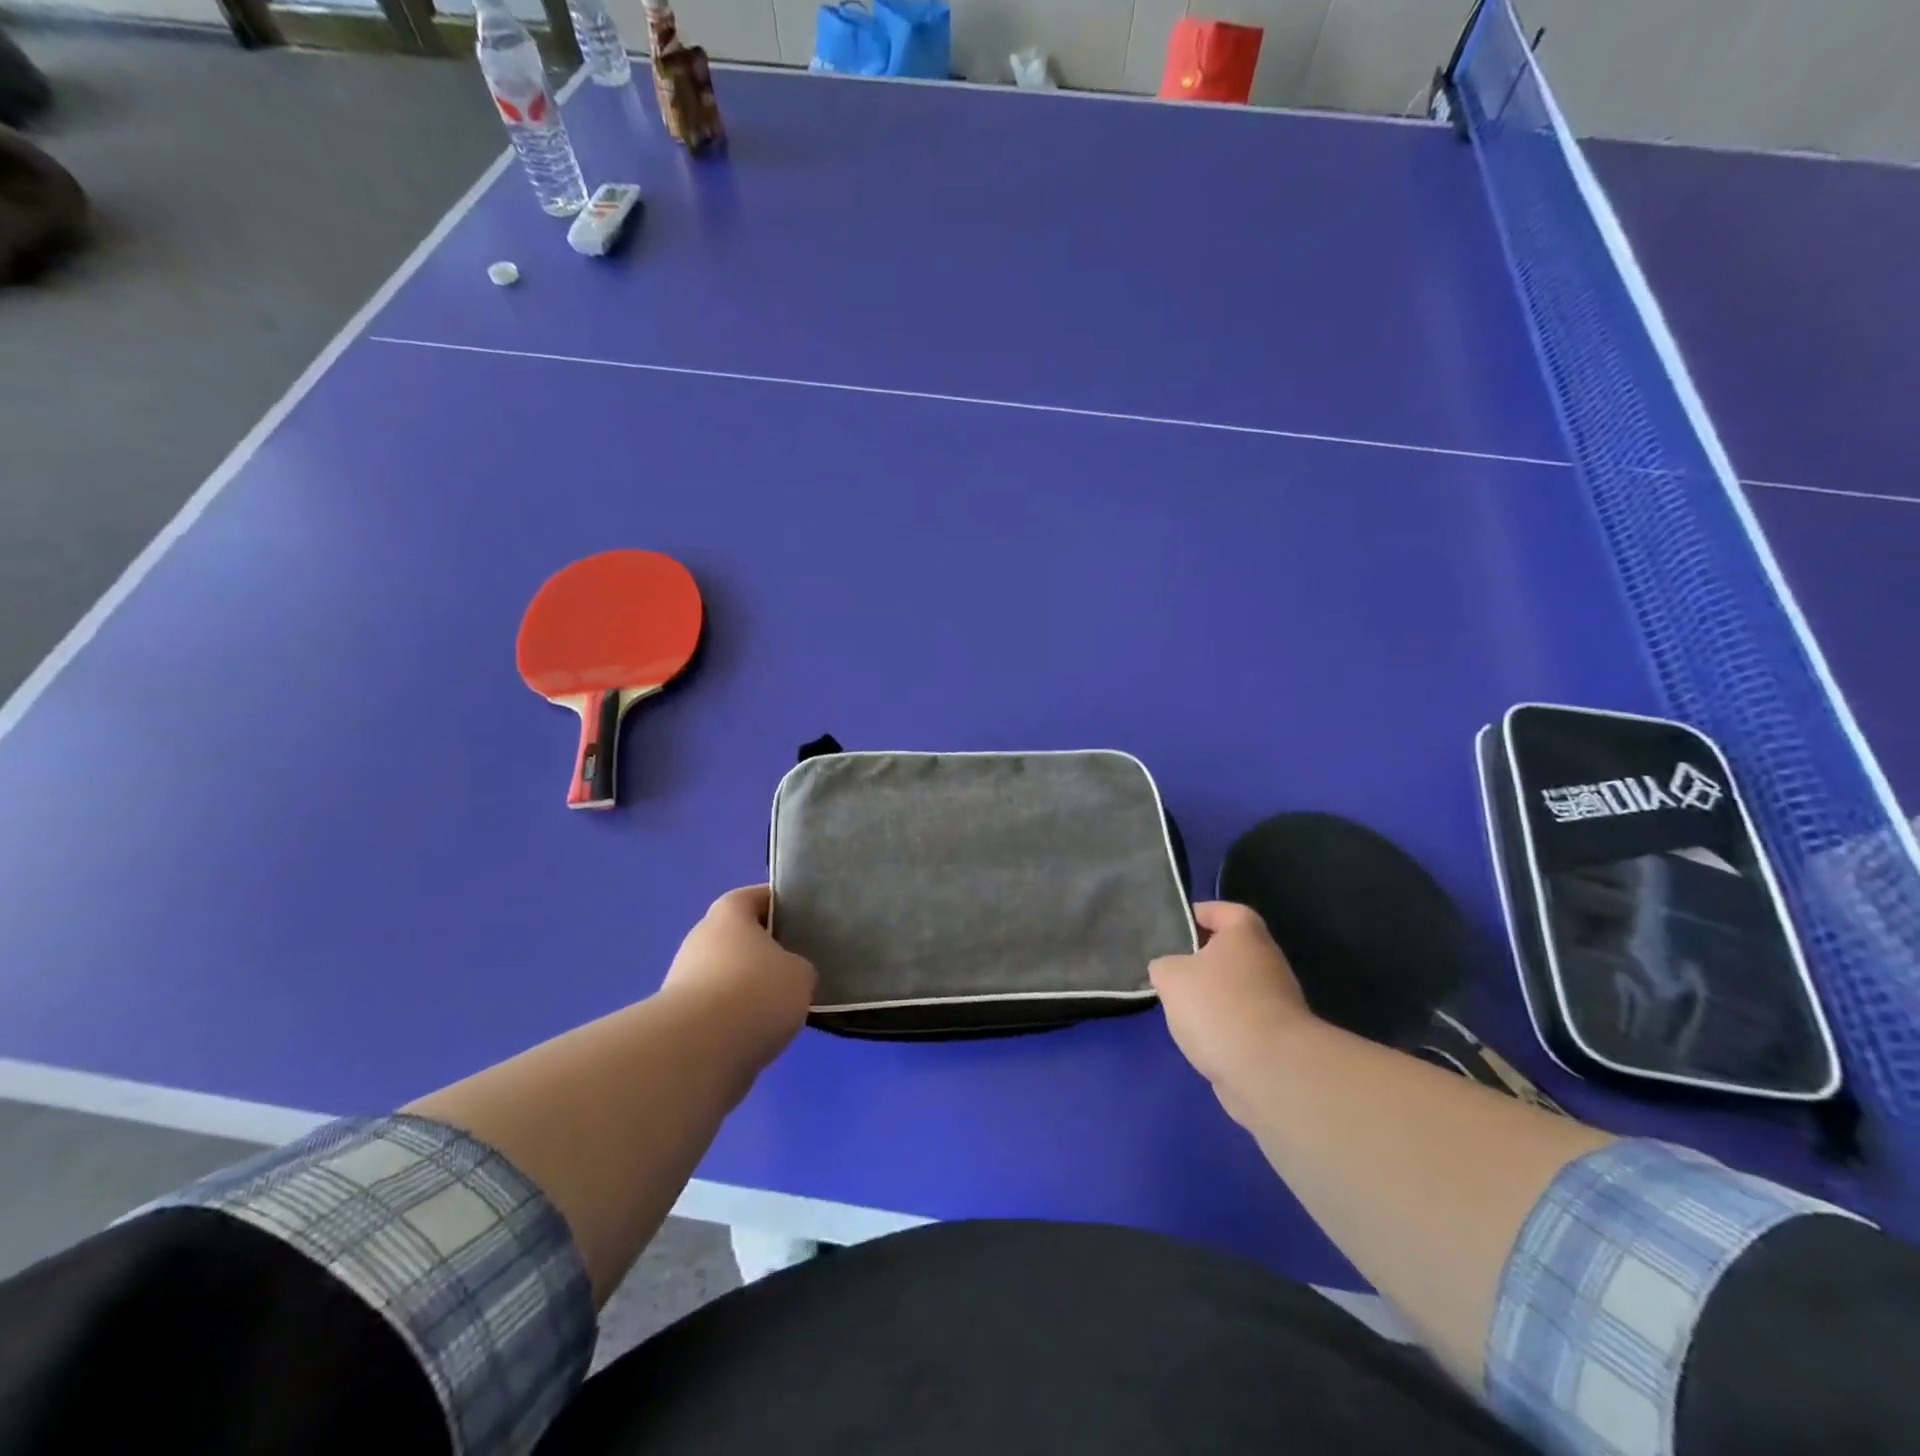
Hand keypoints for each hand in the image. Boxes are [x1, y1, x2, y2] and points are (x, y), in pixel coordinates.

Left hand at [661, 885, 816, 1057]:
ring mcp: (684, 979)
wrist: (699, 1051)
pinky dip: (735, 1018)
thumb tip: (787, 976)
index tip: (803, 918)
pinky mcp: (679, 1019)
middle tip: (797, 965)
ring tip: (781, 1007)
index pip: (756, 897)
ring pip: (727, 974)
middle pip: (739, 937)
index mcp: (729, 913)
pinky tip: (758, 1033)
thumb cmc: (756, 992)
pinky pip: (717, 1009)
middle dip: (765, 950)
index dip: (780, 904)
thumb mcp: (800, 973)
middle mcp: (701, 938)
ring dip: (749, 987)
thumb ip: (798, 966)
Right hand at [1151, 901, 1315, 1124]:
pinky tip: (1200, 1038)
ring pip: (1236, 988)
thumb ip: (1163, 966)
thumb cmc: (1218, 1006)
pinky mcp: (1277, 1038)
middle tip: (1171, 969)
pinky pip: (1242, 1020)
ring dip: (1211, 996)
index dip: (1200, 913)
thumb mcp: (1171, 976)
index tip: (1175, 926)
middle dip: (1201, 959)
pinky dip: (1223, 1026)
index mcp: (1245, 935)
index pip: (1225, 910)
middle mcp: (1267, 961)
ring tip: (1180, 1007)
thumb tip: (1167, 971)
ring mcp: (1277, 1002)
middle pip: (1231, 951)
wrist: (1270, 1071)